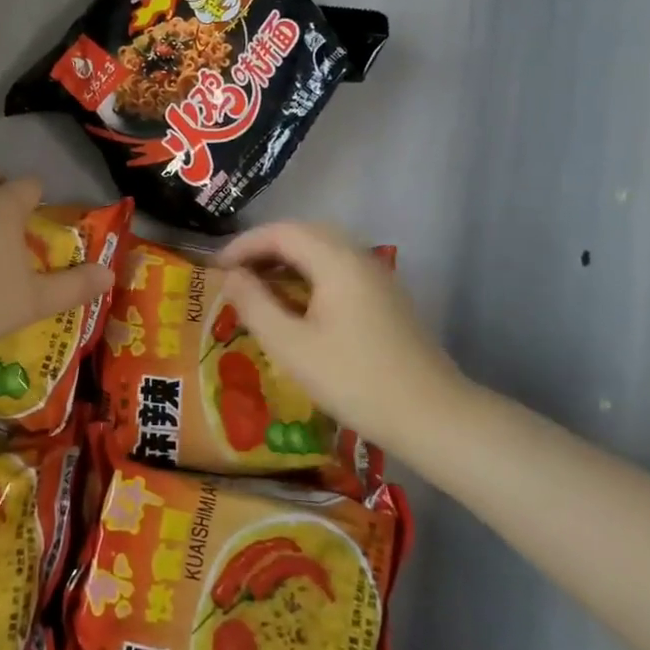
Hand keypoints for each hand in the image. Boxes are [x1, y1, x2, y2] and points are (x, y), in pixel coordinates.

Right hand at [218, 221, 470, 455]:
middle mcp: (358, 256)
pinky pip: (338, 268)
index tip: (216, 268)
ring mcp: (377, 276)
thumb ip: (255, 304)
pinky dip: (309, 273)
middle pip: (304, 233)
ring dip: (287, 260)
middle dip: (265, 247)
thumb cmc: (355, 380)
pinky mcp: (385, 297)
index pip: (281, 232)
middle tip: (235, 273)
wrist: (433, 417)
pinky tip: (297, 304)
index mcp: (335, 260)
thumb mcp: (292, 346)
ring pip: (323, 249)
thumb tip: (230, 276)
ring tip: (259, 287)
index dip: (244, 244)